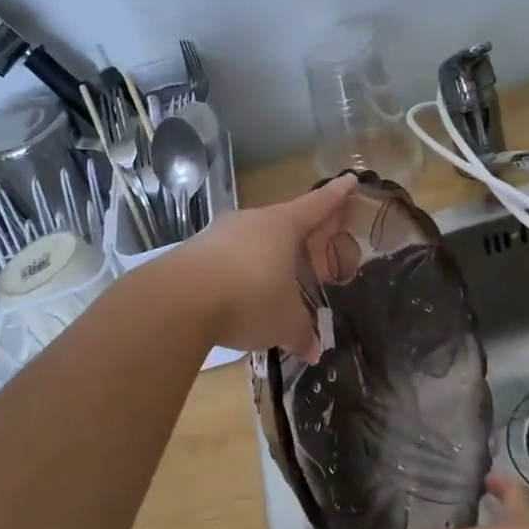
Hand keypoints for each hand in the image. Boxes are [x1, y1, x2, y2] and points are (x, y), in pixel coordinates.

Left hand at [164, 174, 357, 361]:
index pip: (316, 205)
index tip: (349, 179)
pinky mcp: (192, 252)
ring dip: (262, 259)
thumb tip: (314, 349)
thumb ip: (302, 332)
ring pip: (250, 242)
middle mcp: (250, 221)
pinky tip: (236, 298)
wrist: (179, 300)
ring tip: (272, 284)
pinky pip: (224, 260)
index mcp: (282, 226)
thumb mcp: (285, 322)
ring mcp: (217, 234)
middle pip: (281, 224)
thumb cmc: (249, 298)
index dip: (336, 195)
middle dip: (297, 238)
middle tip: (311, 252)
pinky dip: (236, 275)